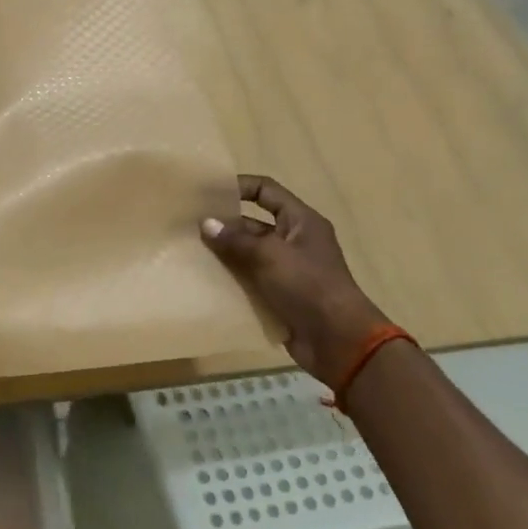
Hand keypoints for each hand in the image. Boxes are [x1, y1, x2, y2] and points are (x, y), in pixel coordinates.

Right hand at [201, 174, 392, 385]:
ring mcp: (287, 269)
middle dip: (224, 225)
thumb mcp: (270, 256)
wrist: (338, 342)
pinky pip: (250, 279)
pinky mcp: (280, 295)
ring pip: (248, 253)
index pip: (266, 190)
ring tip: (190, 252)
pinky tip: (204, 280)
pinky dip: (231, 279)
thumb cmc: (308, 286)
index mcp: (300, 221)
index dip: (239, 186)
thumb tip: (206, 223)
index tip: (208, 192)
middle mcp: (294, 241)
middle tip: (189, 227)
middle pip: (253, 223)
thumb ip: (236, 239)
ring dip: (224, 254)